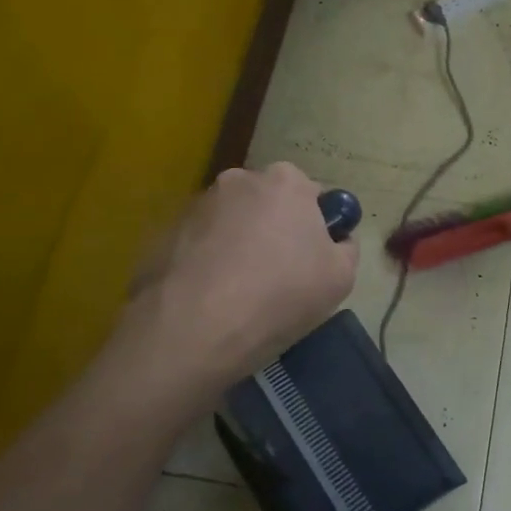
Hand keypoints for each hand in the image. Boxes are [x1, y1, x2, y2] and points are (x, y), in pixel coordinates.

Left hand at [121, 163, 358, 392]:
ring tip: (240, 293)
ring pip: (232, 223)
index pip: (312, 195)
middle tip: (280, 277)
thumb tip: (336, 240)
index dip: (316, 228)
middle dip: (275, 231)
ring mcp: (197, 205)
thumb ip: (346, 247)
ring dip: (240, 246)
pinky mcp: (164, 233)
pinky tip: (211, 299)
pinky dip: (209, 262)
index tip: (313, 261)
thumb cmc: (280, 295)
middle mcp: (239, 180)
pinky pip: (200, 244)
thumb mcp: (342, 277)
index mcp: (286, 181)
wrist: (193, 330)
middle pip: (269, 204)